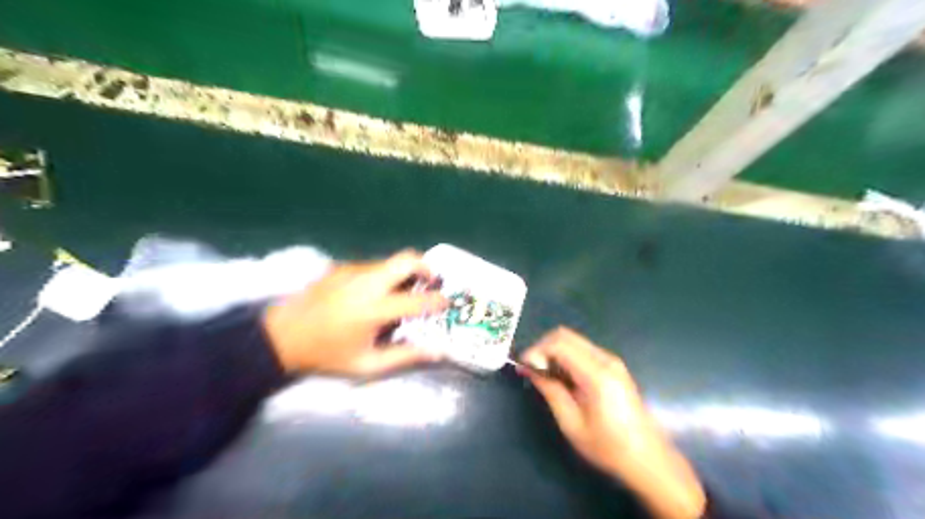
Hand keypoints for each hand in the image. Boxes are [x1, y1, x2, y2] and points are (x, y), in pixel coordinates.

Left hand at [259, 249, 447, 375]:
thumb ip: (405, 356)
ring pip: (390, 262)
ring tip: (401, 293)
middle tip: (431, 282)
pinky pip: (372, 266)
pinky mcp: (341, 267)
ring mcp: (352, 271)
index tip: (446, 303)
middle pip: (406, 259)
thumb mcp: (367, 365)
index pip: (417, 299)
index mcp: (374, 310)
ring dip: (403, 273)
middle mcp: (366, 283)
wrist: (282, 336)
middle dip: (426, 267)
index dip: (438, 301)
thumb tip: (438, 352)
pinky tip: (373, 294)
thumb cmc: (327, 355)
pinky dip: (383, 276)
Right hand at [520, 328, 709, 518]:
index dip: (536, 351)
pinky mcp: (613, 366)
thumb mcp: (571, 423)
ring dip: (553, 351)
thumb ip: (550, 390)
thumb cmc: (608, 446)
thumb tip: (529, 368)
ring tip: (543, 375)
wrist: (648, 458)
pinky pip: (583, 350)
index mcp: (597, 374)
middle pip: (565, 335)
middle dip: (542, 347)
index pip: (558, 344)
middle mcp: (605, 359)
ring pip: (573, 340)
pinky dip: (565, 356)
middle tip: (530, 369)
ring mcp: (612, 361)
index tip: (523, 367)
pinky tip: (561, 378)